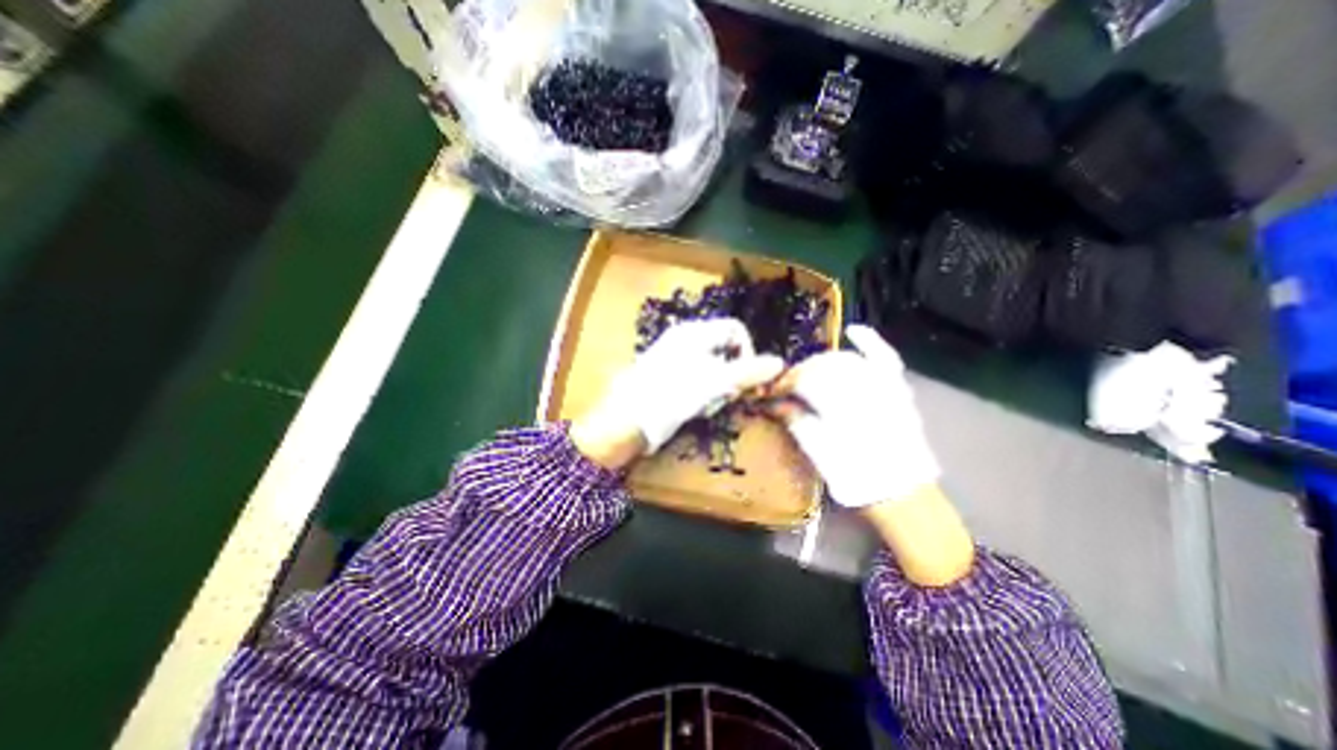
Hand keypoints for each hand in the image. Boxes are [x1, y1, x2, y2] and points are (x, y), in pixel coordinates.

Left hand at [571, 318, 784, 471]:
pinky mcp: (671, 380)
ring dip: (720, 388)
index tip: (748, 379)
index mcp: (694, 333)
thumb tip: (779, 362)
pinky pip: (700, 382)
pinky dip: (705, 395)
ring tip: (708, 406)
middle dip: (733, 375)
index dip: (747, 352)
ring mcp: (677, 361)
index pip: (735, 330)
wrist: (626, 422)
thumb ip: (747, 372)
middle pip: (726, 351)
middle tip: (727, 397)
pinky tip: (696, 410)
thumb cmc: (669, 396)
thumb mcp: (712, 383)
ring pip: (715, 370)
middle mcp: (686, 341)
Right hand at [774, 322, 937, 507]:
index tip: (773, 390)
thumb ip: (796, 421)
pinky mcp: (898, 388)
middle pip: (823, 367)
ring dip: (824, 361)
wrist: (901, 493)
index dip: (785, 382)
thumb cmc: (855, 477)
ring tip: (810, 370)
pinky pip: (885, 357)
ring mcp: (884, 385)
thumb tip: (773, 401)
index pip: (804, 381)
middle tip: (788, 385)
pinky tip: (853, 330)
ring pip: (846, 360)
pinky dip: (869, 342)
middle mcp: (863, 389)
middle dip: (801, 373)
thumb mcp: (818, 453)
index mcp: (840, 406)